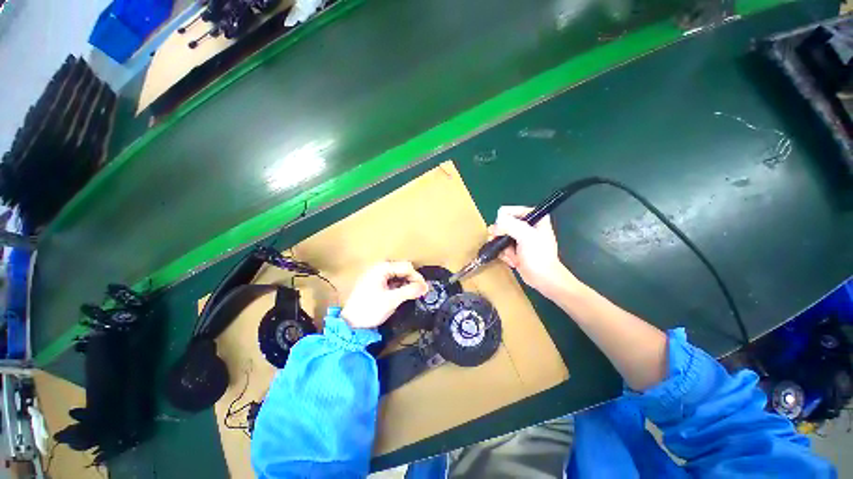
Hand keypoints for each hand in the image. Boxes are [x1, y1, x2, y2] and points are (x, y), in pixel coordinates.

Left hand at [342, 261, 428, 328]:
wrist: (350, 324)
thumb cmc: (369, 309)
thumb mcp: (392, 300)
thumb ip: (410, 291)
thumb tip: (425, 287)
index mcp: (382, 268)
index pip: (406, 267)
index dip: (417, 277)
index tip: (424, 289)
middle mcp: (379, 268)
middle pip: (402, 270)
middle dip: (412, 280)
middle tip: (420, 292)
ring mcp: (376, 275)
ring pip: (397, 275)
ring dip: (406, 283)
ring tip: (412, 295)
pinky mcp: (374, 284)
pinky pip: (391, 281)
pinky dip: (399, 287)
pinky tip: (402, 295)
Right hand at [488, 206, 579, 297]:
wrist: (543, 279)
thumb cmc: (538, 256)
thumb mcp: (525, 236)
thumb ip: (509, 225)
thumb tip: (495, 224)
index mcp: (533, 216)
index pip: (507, 211)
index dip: (502, 222)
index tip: (501, 233)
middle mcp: (526, 224)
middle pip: (502, 224)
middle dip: (501, 237)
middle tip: (504, 245)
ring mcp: (520, 237)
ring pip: (500, 236)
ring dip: (503, 248)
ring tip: (512, 256)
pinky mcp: (516, 248)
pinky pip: (502, 247)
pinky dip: (504, 254)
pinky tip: (513, 261)